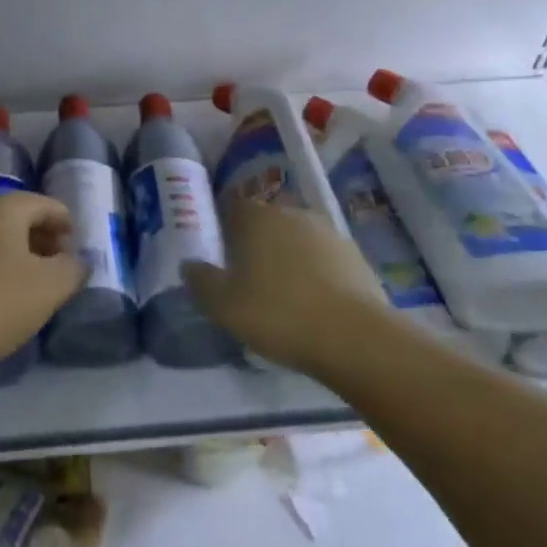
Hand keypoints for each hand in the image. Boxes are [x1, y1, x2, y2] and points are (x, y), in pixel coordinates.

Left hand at [0, 192, 84, 380]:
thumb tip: (75, 262)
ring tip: (35, 291)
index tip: (78, 251)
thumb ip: (72, 270)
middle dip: (44, 241)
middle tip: (61, 271)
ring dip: (20, 260)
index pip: (47, 204)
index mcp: (4, 208)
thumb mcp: (49, 287)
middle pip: (19, 220)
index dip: (67, 225)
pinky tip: (3, 304)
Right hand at [183, 197, 393, 374]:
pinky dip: (317, 275)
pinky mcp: (356, 257)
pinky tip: (315, 304)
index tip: (222, 256)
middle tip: (250, 279)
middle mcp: (292, 214)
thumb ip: (200, 281)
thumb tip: (190, 265)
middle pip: (267, 223)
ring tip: (285, 295)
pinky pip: (325, 261)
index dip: (225, 229)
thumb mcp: (223, 305)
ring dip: (290, 259)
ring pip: (298, 240)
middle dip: (258, 244)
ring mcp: (329, 233)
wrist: (354, 338)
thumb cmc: (278, 314)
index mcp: (256, 217)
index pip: (233, 208)